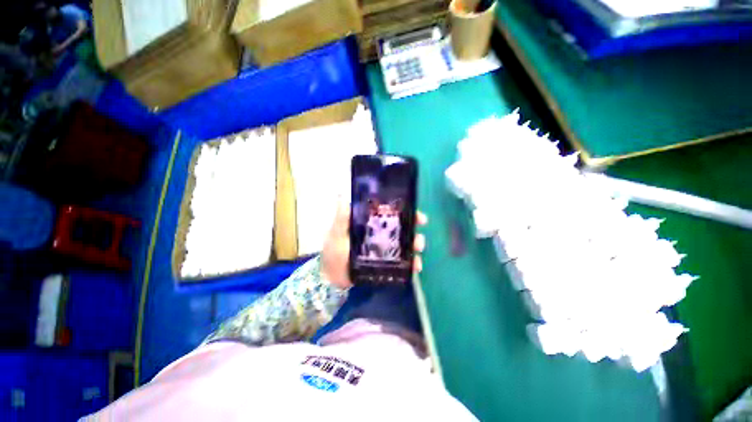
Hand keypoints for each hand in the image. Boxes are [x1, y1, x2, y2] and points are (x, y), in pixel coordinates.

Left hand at [321, 202, 427, 288]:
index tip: (418, 214)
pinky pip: (402, 261)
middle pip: (402, 228)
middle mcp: (379, 233)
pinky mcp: (386, 262)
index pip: (390, 213)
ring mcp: (384, 248)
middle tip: (419, 238)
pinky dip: (411, 263)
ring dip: (415, 246)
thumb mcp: (336, 234)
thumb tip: (342, 195)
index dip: (405, 212)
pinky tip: (416, 267)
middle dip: (414, 230)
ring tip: (418, 252)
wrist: (332, 279)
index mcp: (370, 223)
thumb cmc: (334, 253)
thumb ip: (341, 218)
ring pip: (404, 243)